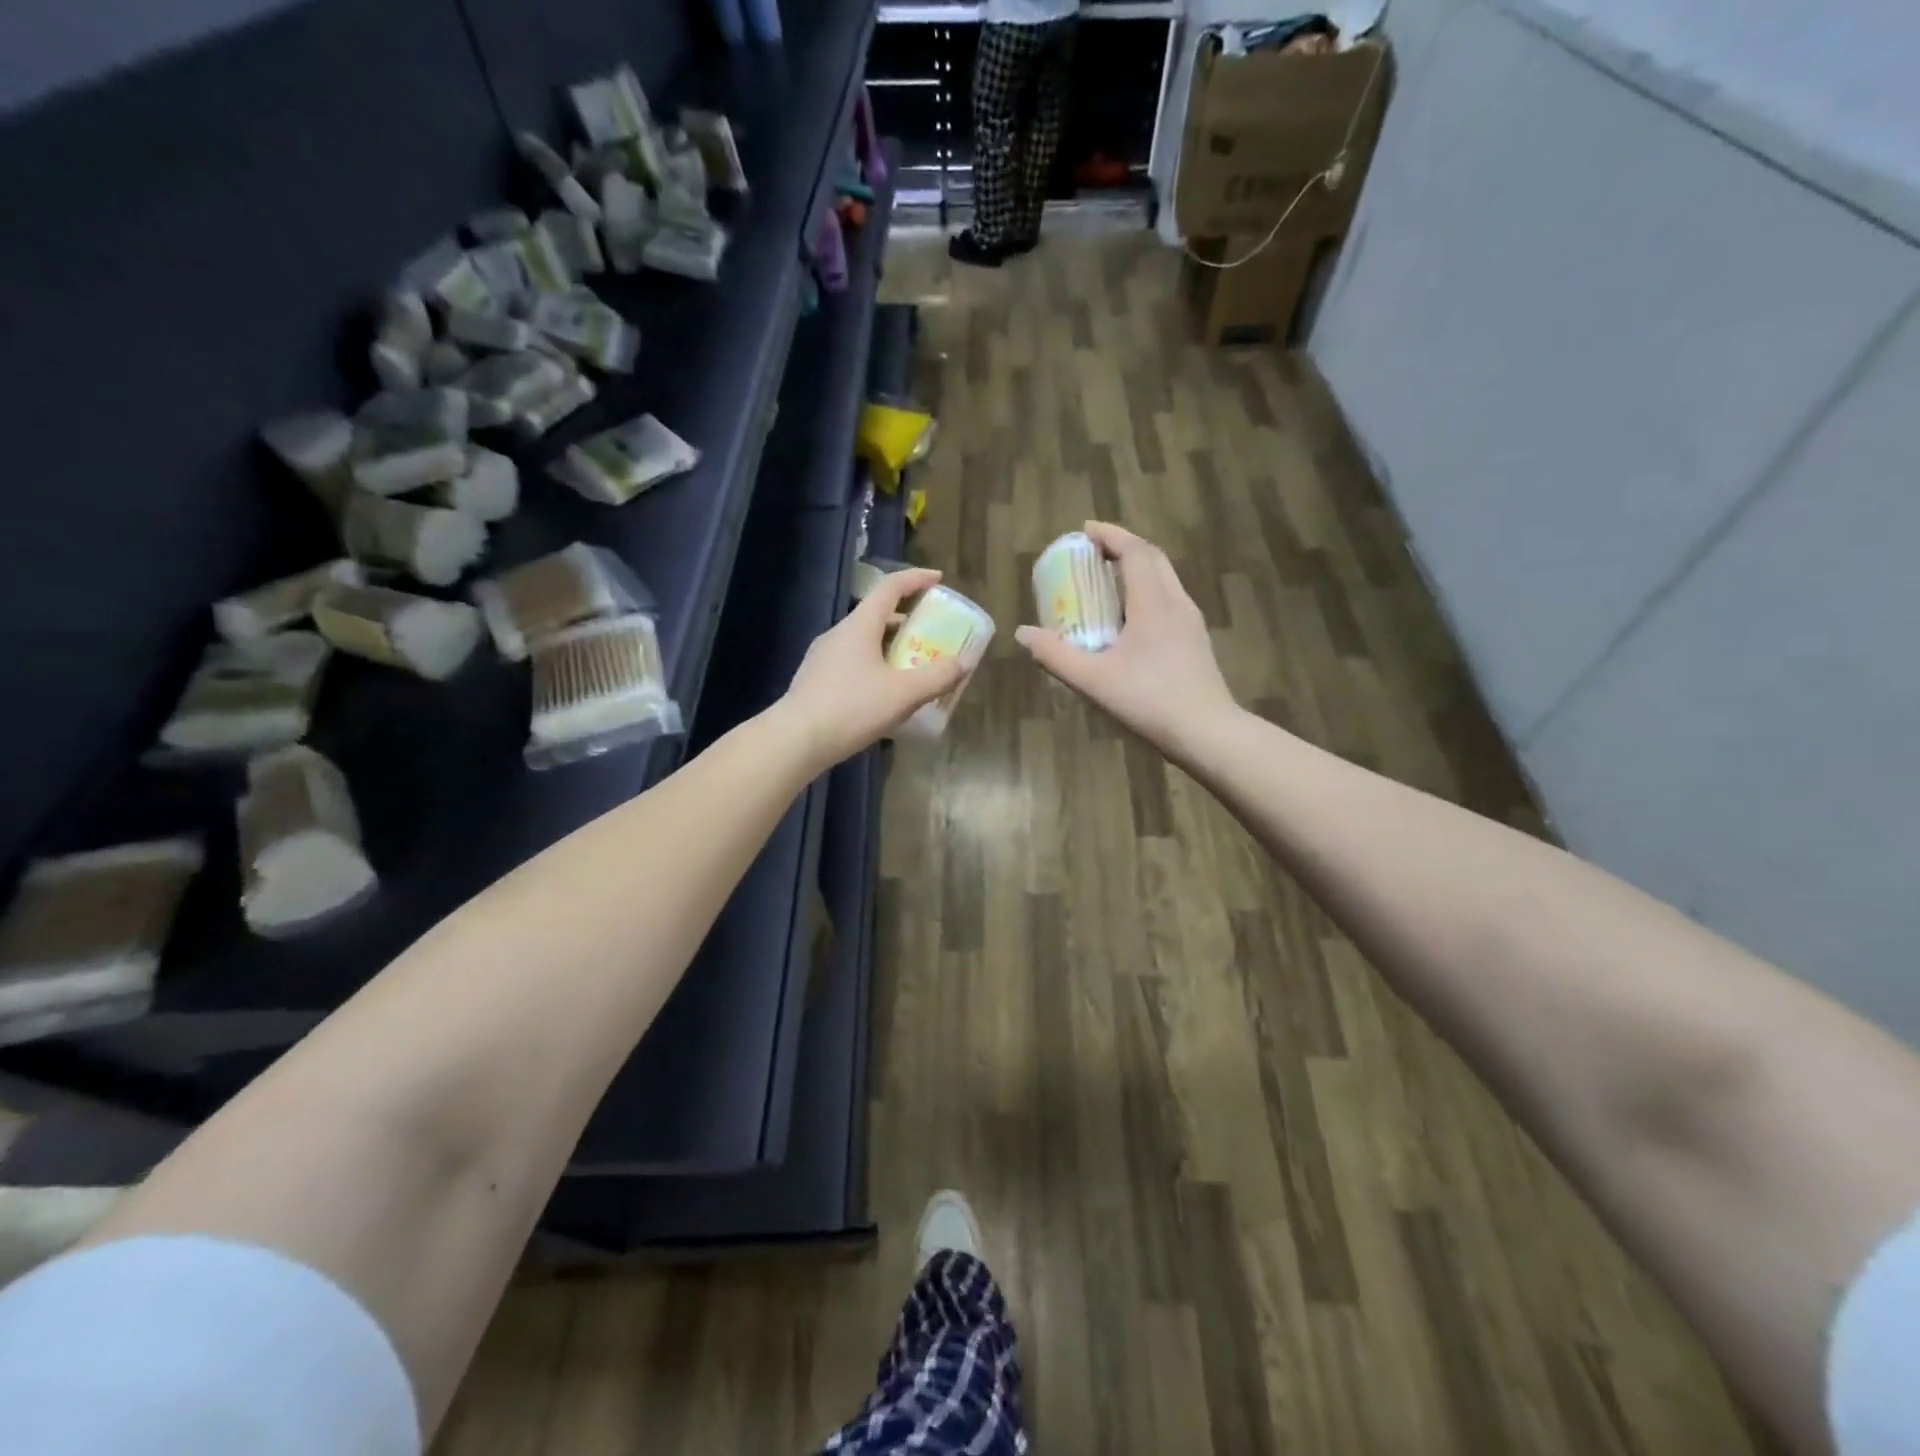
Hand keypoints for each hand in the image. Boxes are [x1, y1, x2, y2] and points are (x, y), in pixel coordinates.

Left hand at [781, 567, 967, 766]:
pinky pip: (852, 662)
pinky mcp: (815, 680)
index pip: (890, 587)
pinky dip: (874, 665)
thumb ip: (937, 677)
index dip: (916, 579)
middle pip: (877, 615)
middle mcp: (839, 634)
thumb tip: (963, 663)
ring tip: (911, 665)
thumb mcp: (903, 694)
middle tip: (931, 633)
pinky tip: (884, 692)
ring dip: (890, 646)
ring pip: (863, 641)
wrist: (795, 740)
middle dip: (907, 620)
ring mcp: (823, 657)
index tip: (938, 579)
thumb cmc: (852, 708)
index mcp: (859, 625)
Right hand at [1016, 521, 1237, 754]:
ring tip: (1108, 580)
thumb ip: (1056, 655)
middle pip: (1153, 557)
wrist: (1206, 731)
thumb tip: (1023, 633)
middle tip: (1093, 552)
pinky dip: (1147, 590)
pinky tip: (1130, 617)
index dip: (1109, 535)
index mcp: (1153, 602)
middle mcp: (1176, 602)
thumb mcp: (1094, 680)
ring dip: (1137, 568)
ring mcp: (1190, 620)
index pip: (1134, 551)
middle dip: (1123, 546)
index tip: (1084, 530)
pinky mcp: (1195, 639)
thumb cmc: (1149, 700)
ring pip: (1165, 577)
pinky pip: (1170, 598)